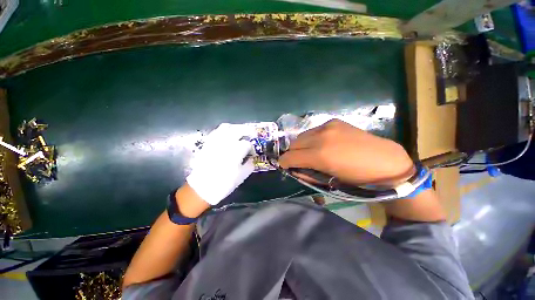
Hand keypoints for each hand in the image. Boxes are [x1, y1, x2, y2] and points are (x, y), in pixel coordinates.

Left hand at [186, 123, 253, 205]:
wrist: (202, 188)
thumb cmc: (224, 183)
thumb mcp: (242, 176)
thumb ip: (250, 165)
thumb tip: (252, 158)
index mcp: (236, 151)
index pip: (247, 144)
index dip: (252, 148)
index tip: (252, 153)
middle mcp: (226, 143)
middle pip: (239, 129)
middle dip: (248, 131)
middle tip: (252, 135)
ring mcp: (215, 141)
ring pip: (227, 127)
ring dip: (236, 128)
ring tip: (240, 132)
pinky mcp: (207, 143)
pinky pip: (216, 131)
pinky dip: (224, 131)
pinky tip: (227, 135)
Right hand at [278, 119, 414, 185]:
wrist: (385, 161)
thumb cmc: (357, 177)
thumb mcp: (329, 180)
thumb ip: (307, 173)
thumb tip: (294, 168)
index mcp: (320, 155)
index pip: (291, 156)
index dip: (284, 162)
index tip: (284, 165)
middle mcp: (321, 137)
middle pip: (294, 143)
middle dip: (292, 153)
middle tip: (298, 160)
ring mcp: (327, 126)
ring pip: (302, 135)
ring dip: (301, 145)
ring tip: (310, 152)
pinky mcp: (334, 121)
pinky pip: (313, 130)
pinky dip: (311, 138)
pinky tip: (321, 143)